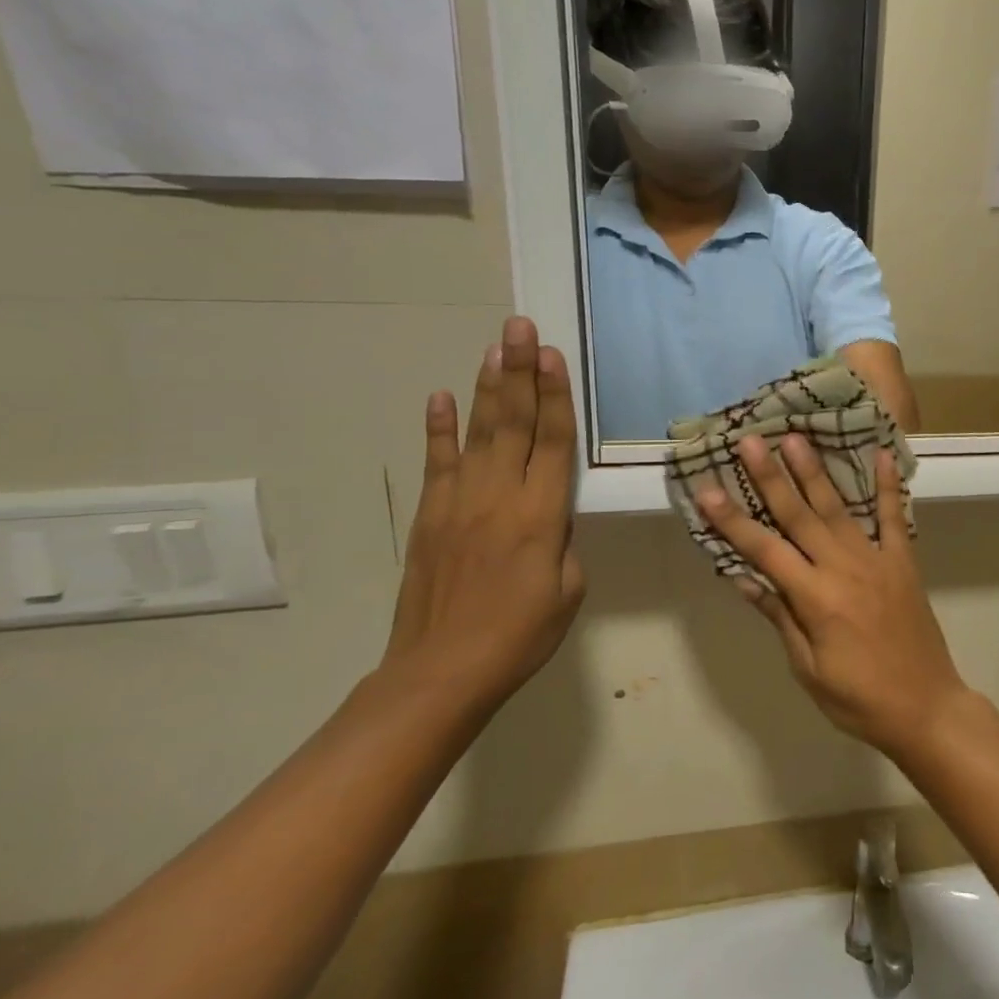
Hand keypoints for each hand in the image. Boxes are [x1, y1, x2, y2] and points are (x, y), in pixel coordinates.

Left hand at [383, 317, 585, 710]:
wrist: (443, 671)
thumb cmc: (522, 635)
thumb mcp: (568, 589)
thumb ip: (564, 541)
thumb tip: (550, 516)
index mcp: (542, 516)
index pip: (552, 442)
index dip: (554, 396)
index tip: (552, 355)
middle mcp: (500, 496)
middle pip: (513, 423)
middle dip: (519, 372)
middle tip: (519, 327)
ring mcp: (459, 503)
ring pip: (477, 433)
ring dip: (487, 387)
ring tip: (494, 347)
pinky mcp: (430, 516)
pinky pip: (436, 463)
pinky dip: (437, 429)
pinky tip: (441, 396)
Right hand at [697, 434, 968, 758]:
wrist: (926, 707)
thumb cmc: (858, 699)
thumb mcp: (808, 668)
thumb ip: (780, 616)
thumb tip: (744, 576)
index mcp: (816, 598)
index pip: (765, 550)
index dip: (734, 521)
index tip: (707, 490)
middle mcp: (844, 569)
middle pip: (800, 516)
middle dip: (771, 477)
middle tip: (751, 440)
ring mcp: (877, 560)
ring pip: (839, 508)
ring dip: (815, 471)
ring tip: (796, 437)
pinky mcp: (904, 562)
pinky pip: (894, 517)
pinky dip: (888, 486)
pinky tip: (880, 455)